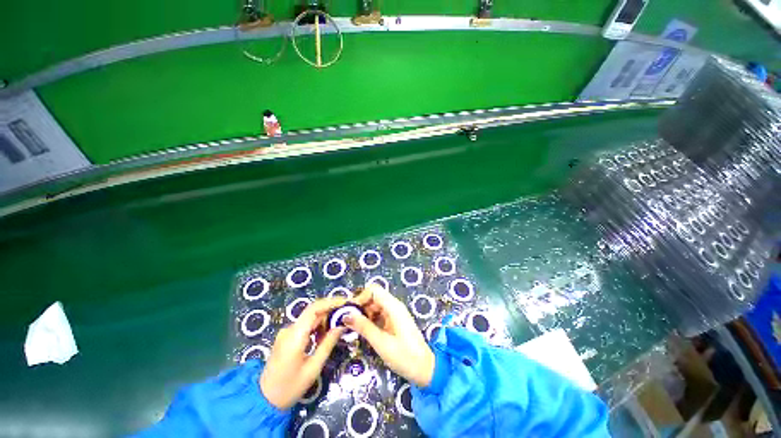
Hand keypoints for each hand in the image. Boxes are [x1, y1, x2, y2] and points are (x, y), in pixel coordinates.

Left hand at [260, 298, 345, 409]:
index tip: (346, 303)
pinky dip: (318, 327)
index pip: (314, 309)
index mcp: (295, 335)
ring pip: (310, 318)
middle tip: (347, 315)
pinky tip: (325, 336)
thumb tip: (342, 325)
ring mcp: (287, 333)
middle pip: (313, 312)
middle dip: (331, 311)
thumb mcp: (313, 368)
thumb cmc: (289, 388)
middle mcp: (289, 329)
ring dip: (325, 320)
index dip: (331, 302)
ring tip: (339, 327)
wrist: (263, 401)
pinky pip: (306, 326)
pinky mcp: (287, 337)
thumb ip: (328, 344)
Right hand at [345, 284, 434, 387]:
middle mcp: (394, 306)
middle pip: (374, 296)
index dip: (360, 297)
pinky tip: (363, 331)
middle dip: (360, 306)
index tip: (349, 312)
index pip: (374, 290)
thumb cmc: (404, 357)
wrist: (425, 370)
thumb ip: (364, 327)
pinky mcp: (394, 321)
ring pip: (375, 305)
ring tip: (353, 328)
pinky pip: (379, 314)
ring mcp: (395, 313)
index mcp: (393, 307)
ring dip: (364, 314)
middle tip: (348, 322)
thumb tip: (346, 315)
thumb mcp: (381, 343)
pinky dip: (370, 320)